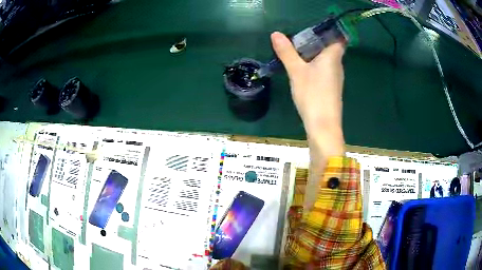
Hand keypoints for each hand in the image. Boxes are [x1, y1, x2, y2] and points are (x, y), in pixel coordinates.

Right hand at [271, 31, 345, 157]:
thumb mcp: (296, 71)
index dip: (329, 30)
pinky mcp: (330, 87)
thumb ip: (287, 52)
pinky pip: (323, 69)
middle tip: (297, 37)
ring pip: (325, 59)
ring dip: (313, 53)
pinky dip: (314, 65)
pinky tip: (302, 68)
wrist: (323, 125)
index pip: (338, 37)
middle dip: (315, 40)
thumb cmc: (313, 94)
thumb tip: (276, 34)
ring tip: (296, 50)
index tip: (313, 28)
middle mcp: (337, 65)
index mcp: (333, 56)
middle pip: (330, 47)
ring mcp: (335, 77)